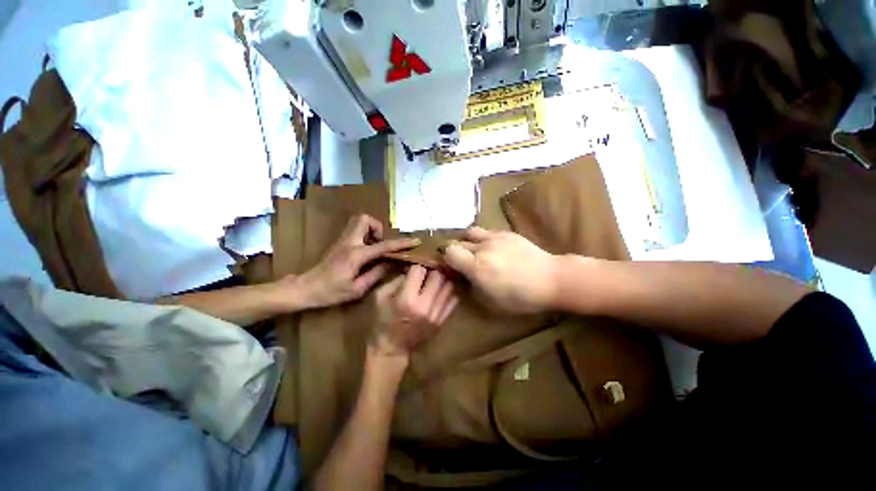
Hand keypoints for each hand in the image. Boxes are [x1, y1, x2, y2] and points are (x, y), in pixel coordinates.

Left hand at [294, 215, 420, 308]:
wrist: (305, 288)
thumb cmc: (331, 292)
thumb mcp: (357, 289)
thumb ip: (376, 274)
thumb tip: (390, 263)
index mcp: (356, 255)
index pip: (383, 245)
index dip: (401, 243)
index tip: (414, 241)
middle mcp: (349, 242)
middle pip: (365, 219)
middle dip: (378, 228)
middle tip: (381, 244)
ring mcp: (343, 240)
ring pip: (359, 221)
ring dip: (371, 230)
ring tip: (374, 248)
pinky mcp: (340, 242)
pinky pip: (356, 229)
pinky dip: (365, 235)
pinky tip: (366, 252)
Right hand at [370, 266, 457, 359]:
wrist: (391, 351)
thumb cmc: (382, 322)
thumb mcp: (380, 297)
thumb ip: (396, 280)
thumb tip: (410, 269)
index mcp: (407, 299)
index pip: (419, 270)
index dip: (416, 266)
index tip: (414, 268)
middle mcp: (424, 305)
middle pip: (438, 276)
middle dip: (432, 271)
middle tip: (427, 272)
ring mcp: (436, 314)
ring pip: (448, 286)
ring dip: (442, 280)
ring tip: (435, 280)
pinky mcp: (441, 321)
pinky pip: (453, 300)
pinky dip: (447, 293)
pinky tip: (439, 292)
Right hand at [442, 227, 560, 313]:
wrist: (552, 279)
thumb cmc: (522, 297)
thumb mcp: (491, 301)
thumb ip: (471, 286)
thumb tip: (462, 276)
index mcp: (477, 266)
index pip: (448, 251)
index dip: (445, 258)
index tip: (449, 266)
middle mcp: (482, 248)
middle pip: (457, 242)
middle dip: (454, 251)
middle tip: (462, 261)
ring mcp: (495, 237)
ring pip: (469, 232)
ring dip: (466, 241)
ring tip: (475, 251)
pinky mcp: (506, 232)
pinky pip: (486, 232)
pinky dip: (482, 239)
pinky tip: (492, 249)